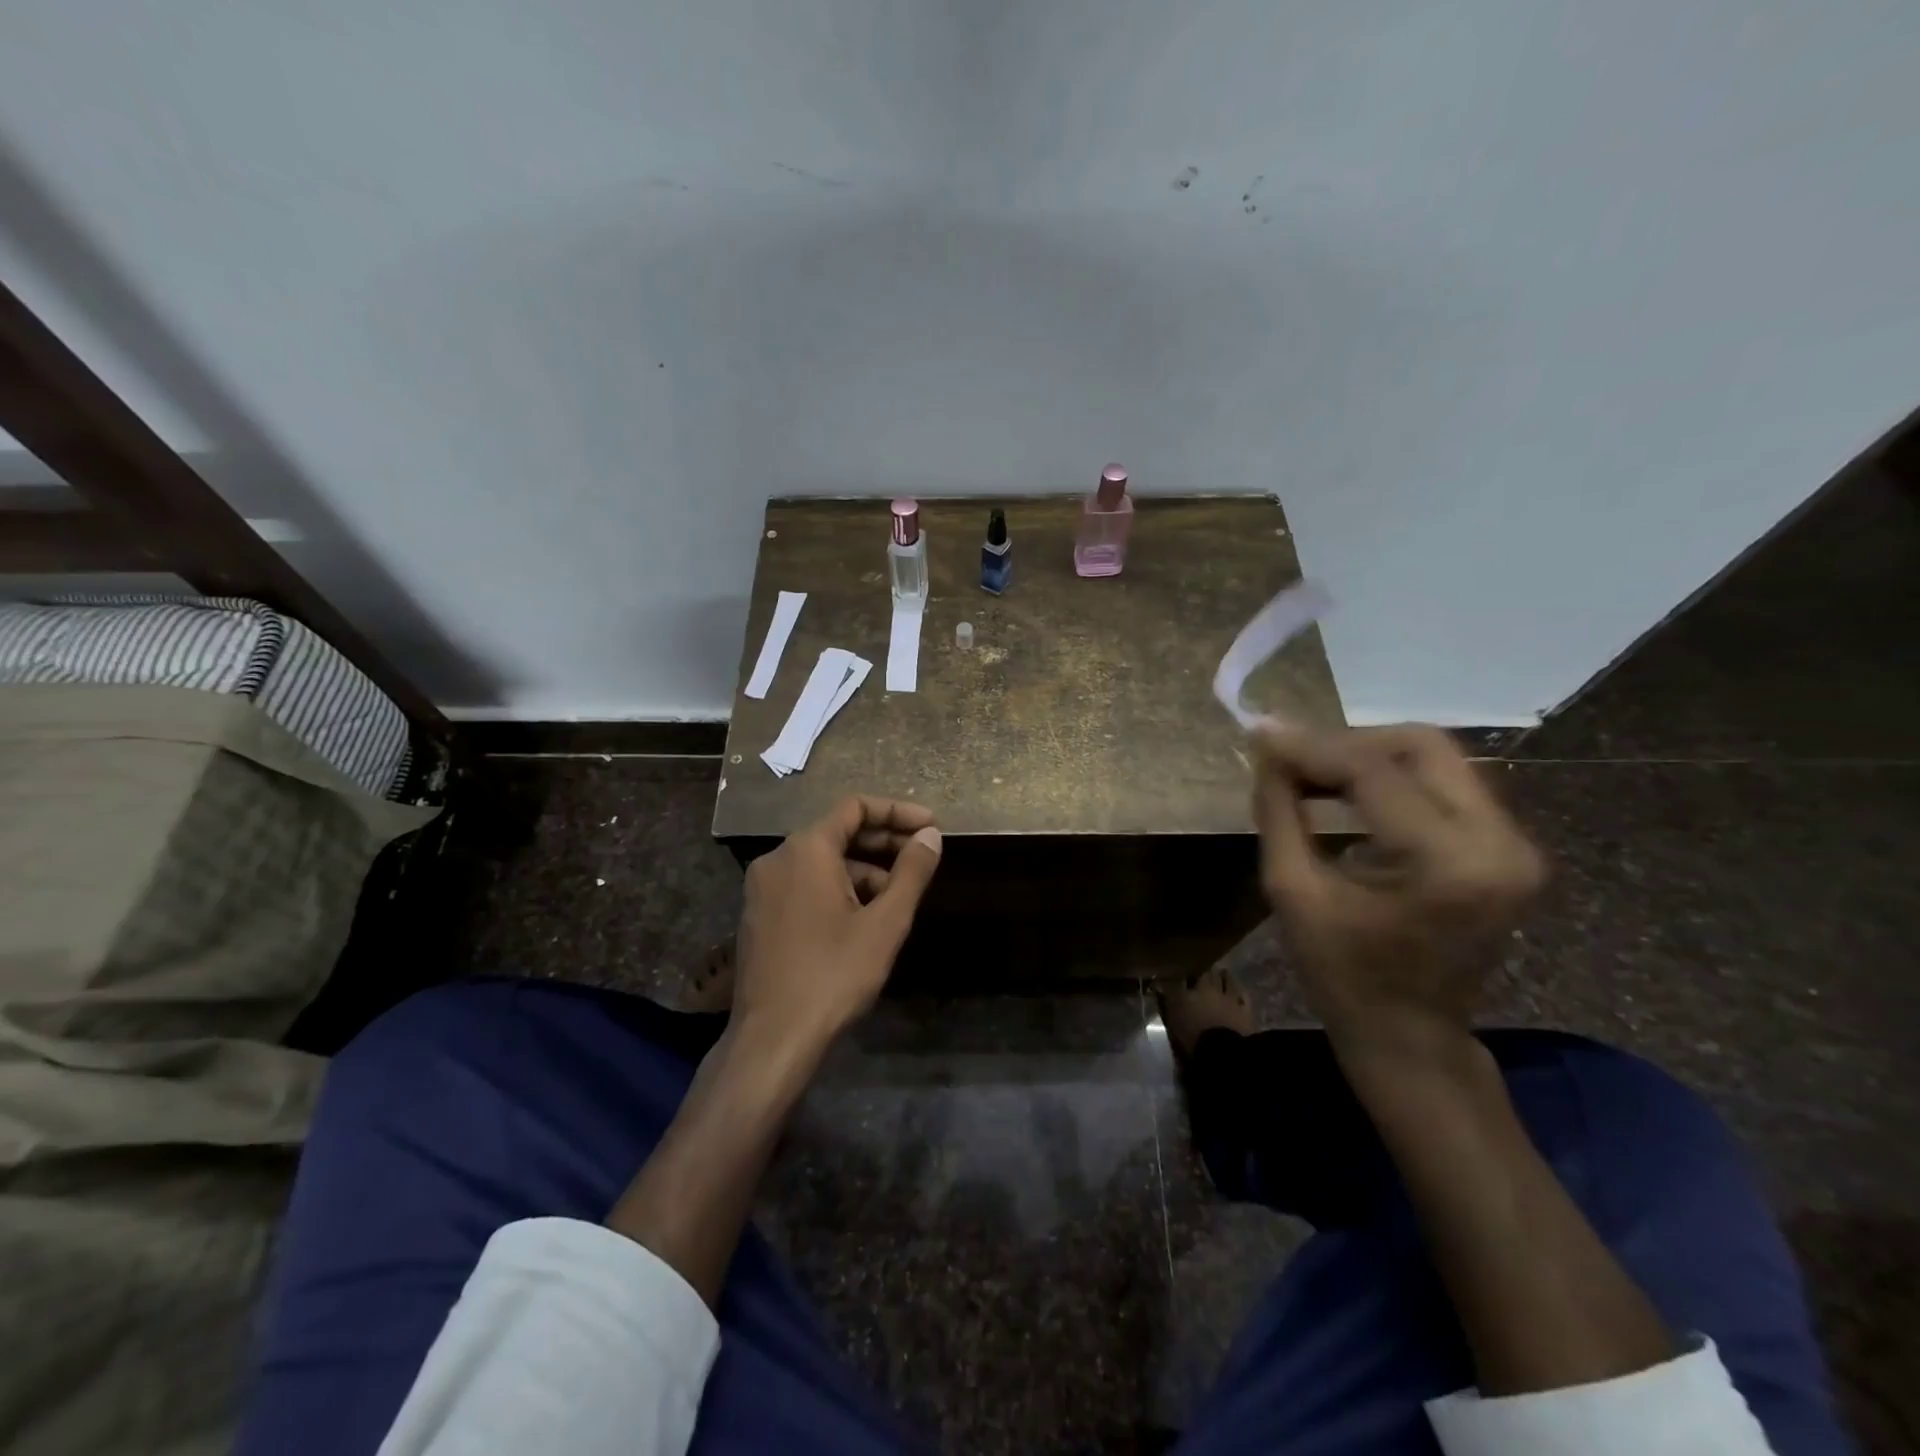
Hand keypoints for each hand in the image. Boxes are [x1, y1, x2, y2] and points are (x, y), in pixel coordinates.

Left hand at [733, 795, 943, 1054]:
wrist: (771, 1038)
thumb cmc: (833, 974)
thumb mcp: (885, 923)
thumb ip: (911, 872)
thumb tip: (930, 836)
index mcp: (806, 849)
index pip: (855, 807)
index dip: (897, 812)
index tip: (931, 826)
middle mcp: (778, 858)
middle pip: (837, 831)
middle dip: (883, 841)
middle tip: (922, 855)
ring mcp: (762, 887)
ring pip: (821, 861)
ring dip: (862, 869)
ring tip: (896, 898)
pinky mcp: (758, 914)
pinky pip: (804, 883)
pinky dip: (837, 888)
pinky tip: (861, 918)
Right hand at [1250, 725, 1545, 1060]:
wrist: (1410, 1032)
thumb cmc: (1341, 972)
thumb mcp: (1291, 888)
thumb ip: (1279, 808)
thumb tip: (1266, 746)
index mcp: (1446, 863)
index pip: (1373, 771)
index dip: (1311, 747)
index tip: (1261, 732)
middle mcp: (1499, 842)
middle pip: (1420, 746)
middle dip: (1346, 742)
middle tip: (1293, 758)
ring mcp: (1515, 844)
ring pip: (1436, 758)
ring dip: (1369, 756)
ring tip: (1313, 773)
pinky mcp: (1510, 847)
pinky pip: (1446, 783)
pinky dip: (1392, 778)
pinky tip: (1348, 793)